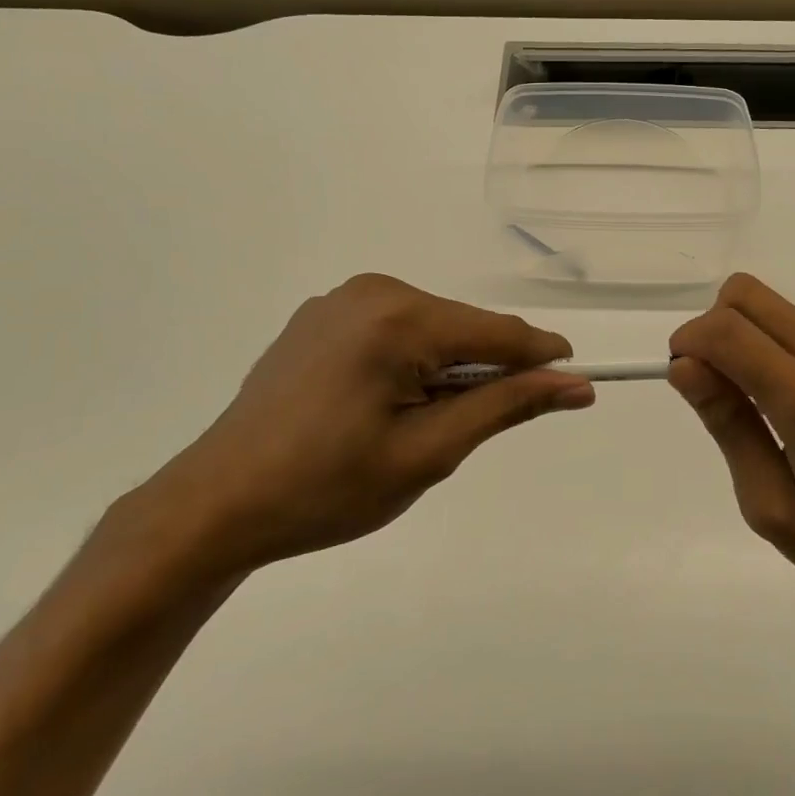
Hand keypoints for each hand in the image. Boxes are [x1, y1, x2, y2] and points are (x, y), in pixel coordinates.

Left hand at [144, 274, 593, 572]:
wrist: (217, 505)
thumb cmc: (328, 488)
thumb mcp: (429, 452)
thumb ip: (506, 406)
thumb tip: (575, 384)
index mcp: (398, 317)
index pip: (498, 332)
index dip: (542, 358)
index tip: (577, 384)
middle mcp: (371, 290)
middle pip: (463, 327)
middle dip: (486, 371)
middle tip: (470, 431)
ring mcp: (339, 301)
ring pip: (430, 329)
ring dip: (447, 369)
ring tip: (418, 426)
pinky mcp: (319, 318)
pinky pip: (392, 331)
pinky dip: (411, 362)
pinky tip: (382, 406)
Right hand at [668, 274, 794, 626]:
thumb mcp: (770, 506)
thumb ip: (728, 426)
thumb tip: (684, 366)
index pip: (728, 332)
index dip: (689, 342)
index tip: (684, 378)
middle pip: (746, 295)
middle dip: (711, 328)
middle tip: (715, 384)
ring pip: (771, 304)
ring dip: (743, 336)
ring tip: (757, 400)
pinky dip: (774, 345)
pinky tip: (793, 399)